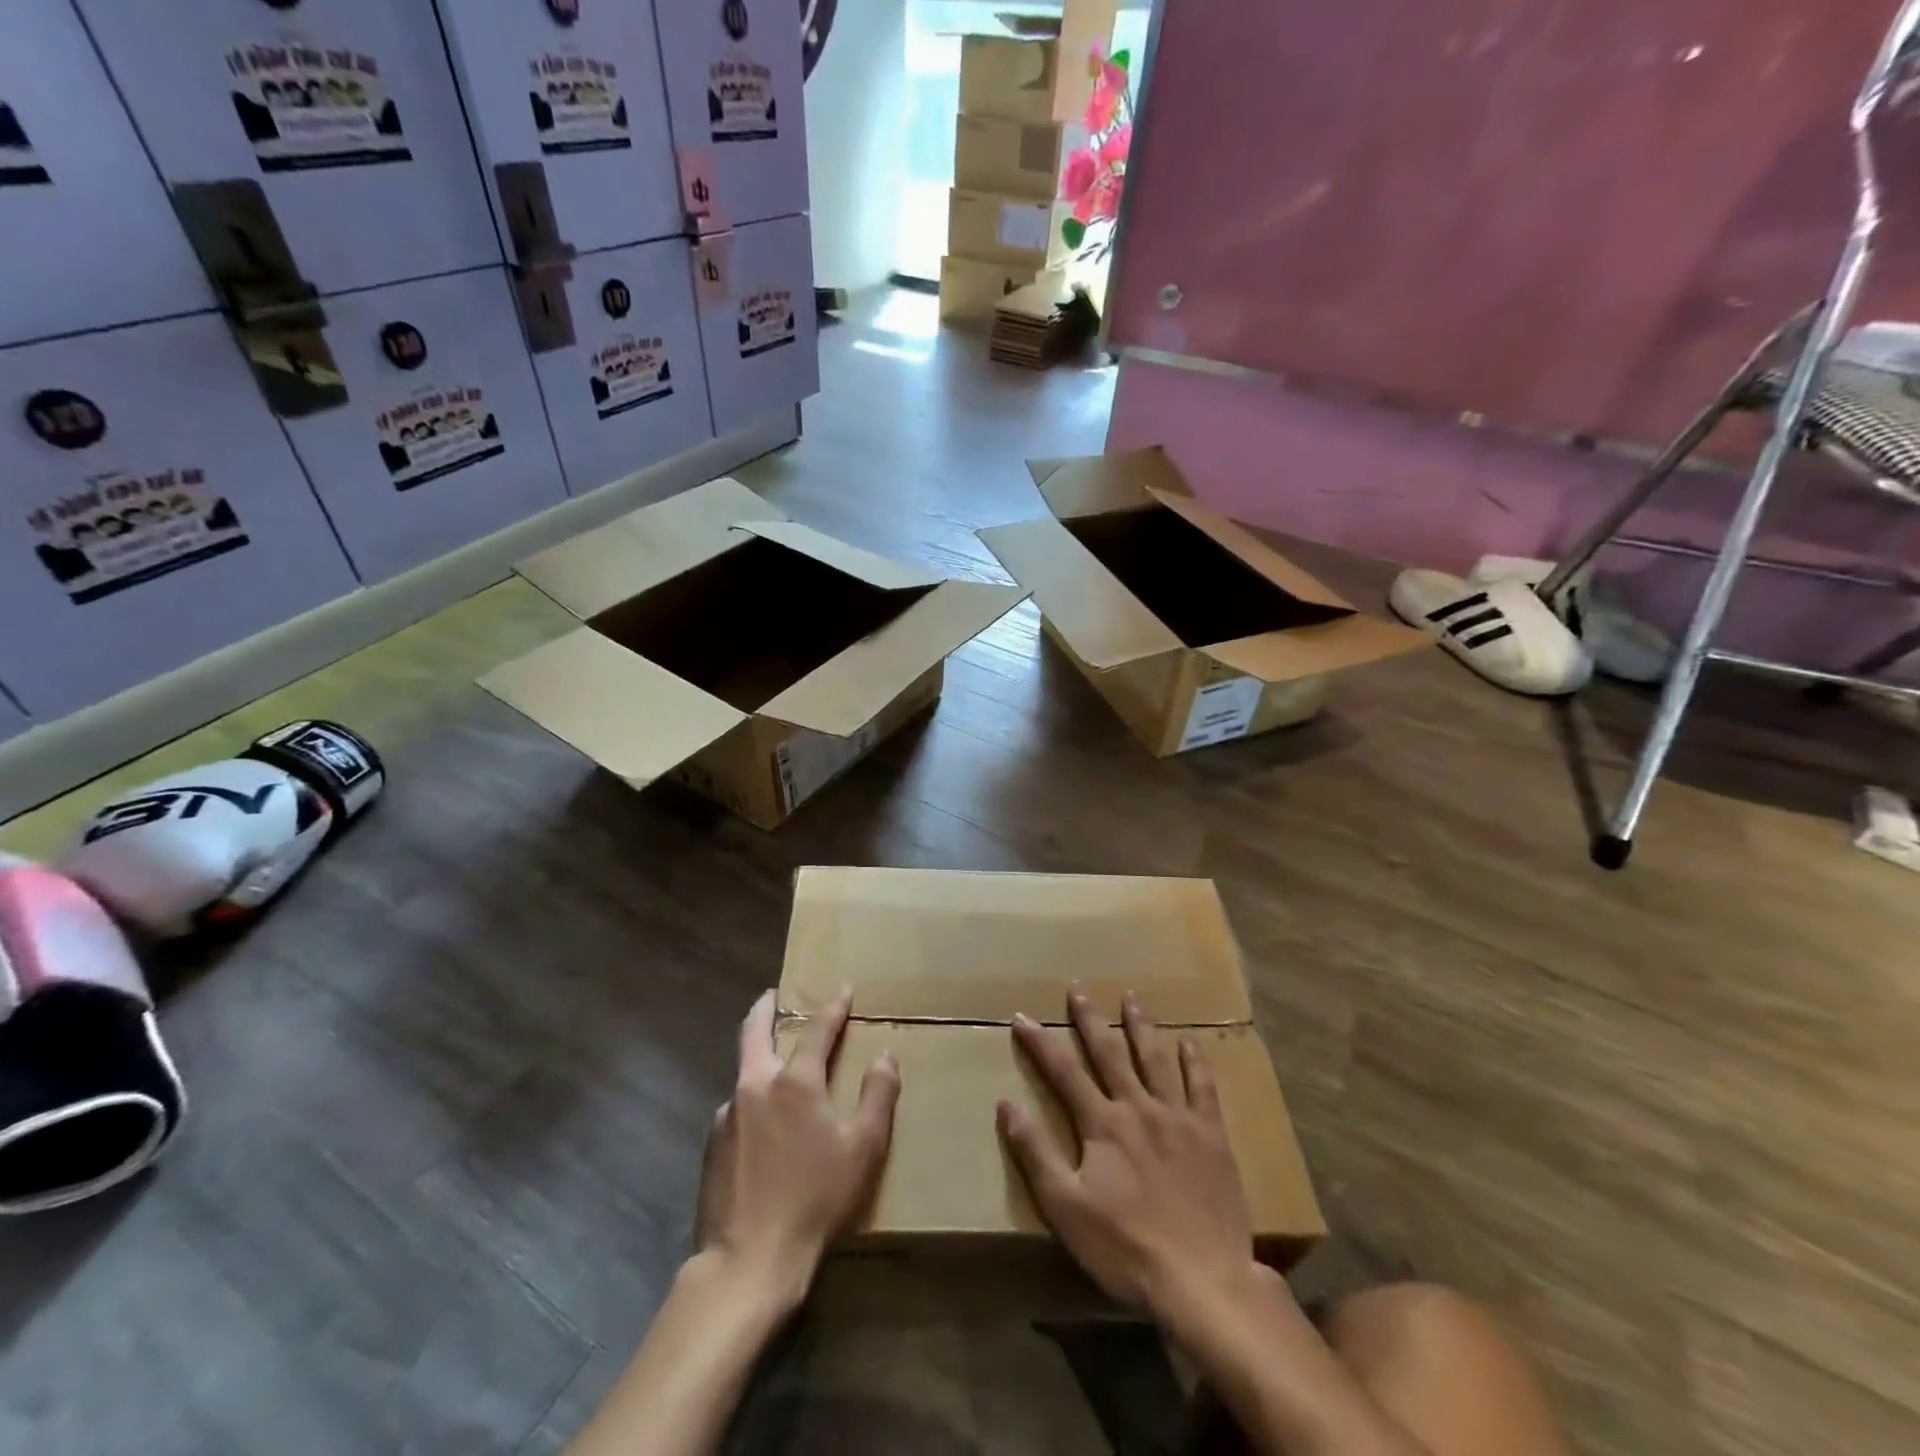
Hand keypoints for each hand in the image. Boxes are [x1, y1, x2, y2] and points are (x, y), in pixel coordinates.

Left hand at [696, 988, 899, 1309]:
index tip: (843, 989)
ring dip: (758, 1058)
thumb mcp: (863, 1149)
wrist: (748, 1262)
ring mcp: (727, 1114)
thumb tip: (886, 1056)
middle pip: (755, 1030)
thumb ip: (878, 1096)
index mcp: (795, 1082)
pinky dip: (751, 1100)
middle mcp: (755, 1085)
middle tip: (773, 996)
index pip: (818, 1028)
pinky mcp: (711, 1145)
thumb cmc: (816, 1200)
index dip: (833, 1006)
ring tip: (773, 1067)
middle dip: (766, 1007)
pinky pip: (735, 1108)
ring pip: (743, 1071)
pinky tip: (760, 1124)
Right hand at [998, 990, 1257, 1326]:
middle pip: (1110, 1053)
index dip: (1040, 1042)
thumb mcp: (1065, 1207)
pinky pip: (1203, 1088)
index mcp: (1102, 1124)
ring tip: (1132, 999)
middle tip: (1078, 990)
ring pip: (1156, 1059)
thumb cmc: (1125, 1247)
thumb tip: (1006, 1103)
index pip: (1063, 1071)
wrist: (1202, 1280)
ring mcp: (1179, 1118)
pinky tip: (1191, 1043)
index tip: (1022, 1016)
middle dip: (1090, 1019)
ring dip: (1141, 1027)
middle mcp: (1139, 1107)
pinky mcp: (1211, 1136)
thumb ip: (1036, 1152)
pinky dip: (1196, 1062)